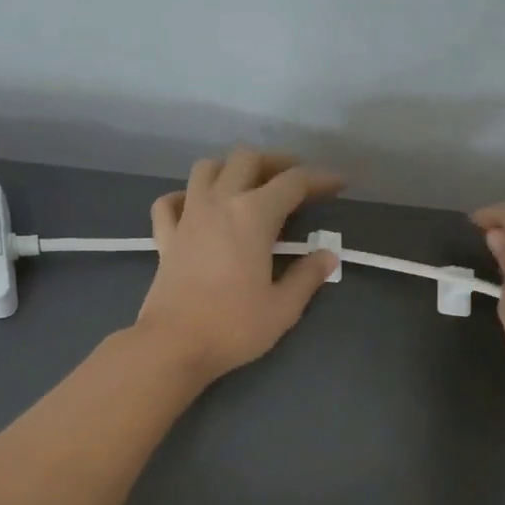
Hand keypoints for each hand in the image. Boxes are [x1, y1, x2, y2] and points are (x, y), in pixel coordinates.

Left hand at [134, 147, 343, 381]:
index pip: (293, 182)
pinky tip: (196, 208)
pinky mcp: (165, 237)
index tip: (338, 184)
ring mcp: (187, 217)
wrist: (173, 345)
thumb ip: (307, 276)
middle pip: (247, 159)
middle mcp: (219, 203)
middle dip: (276, 162)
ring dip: (231, 168)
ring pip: (206, 168)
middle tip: (295, 180)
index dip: (319, 179)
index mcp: (253, 216)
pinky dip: (185, 196)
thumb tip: (327, 256)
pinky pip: (170, 201)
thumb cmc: (233, 327)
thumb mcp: (283, 308)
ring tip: (248, 186)